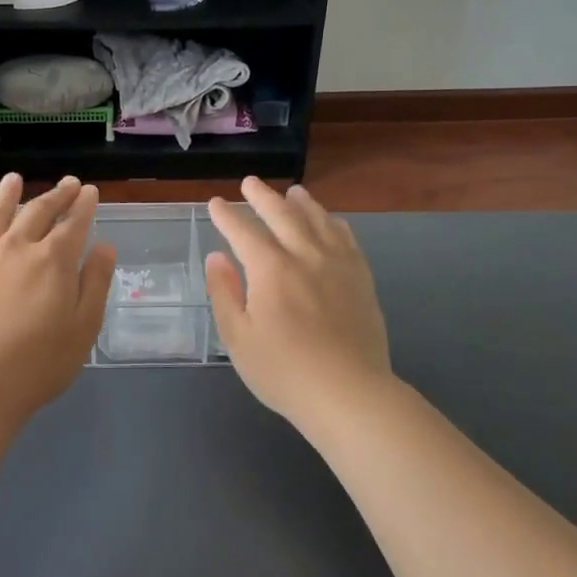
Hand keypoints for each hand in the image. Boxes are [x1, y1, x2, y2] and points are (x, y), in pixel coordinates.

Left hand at [0, 175, 116, 422]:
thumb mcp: (84, 326)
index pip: (73, 224)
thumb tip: (104, 246)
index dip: (84, 206)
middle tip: (68, 183)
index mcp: (54, 260)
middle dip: (56, 195)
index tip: (90, 191)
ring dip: (8, 195)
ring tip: (14, 179)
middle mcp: (18, 248)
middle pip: (38, 212)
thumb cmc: (39, 362)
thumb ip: (95, 282)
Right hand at [205, 177, 392, 423]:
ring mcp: (338, 265)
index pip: (244, 232)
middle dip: (262, 196)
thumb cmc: (284, 371)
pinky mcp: (361, 279)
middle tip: (250, 183)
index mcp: (271, 270)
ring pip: (319, 221)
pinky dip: (335, 224)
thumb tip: (216, 257)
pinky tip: (332, 221)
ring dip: (302, 203)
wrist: (349, 394)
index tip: (215, 203)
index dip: (226, 216)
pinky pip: (347, 239)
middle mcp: (305, 256)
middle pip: (282, 215)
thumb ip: (224, 293)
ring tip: (293, 191)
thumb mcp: (238, 338)